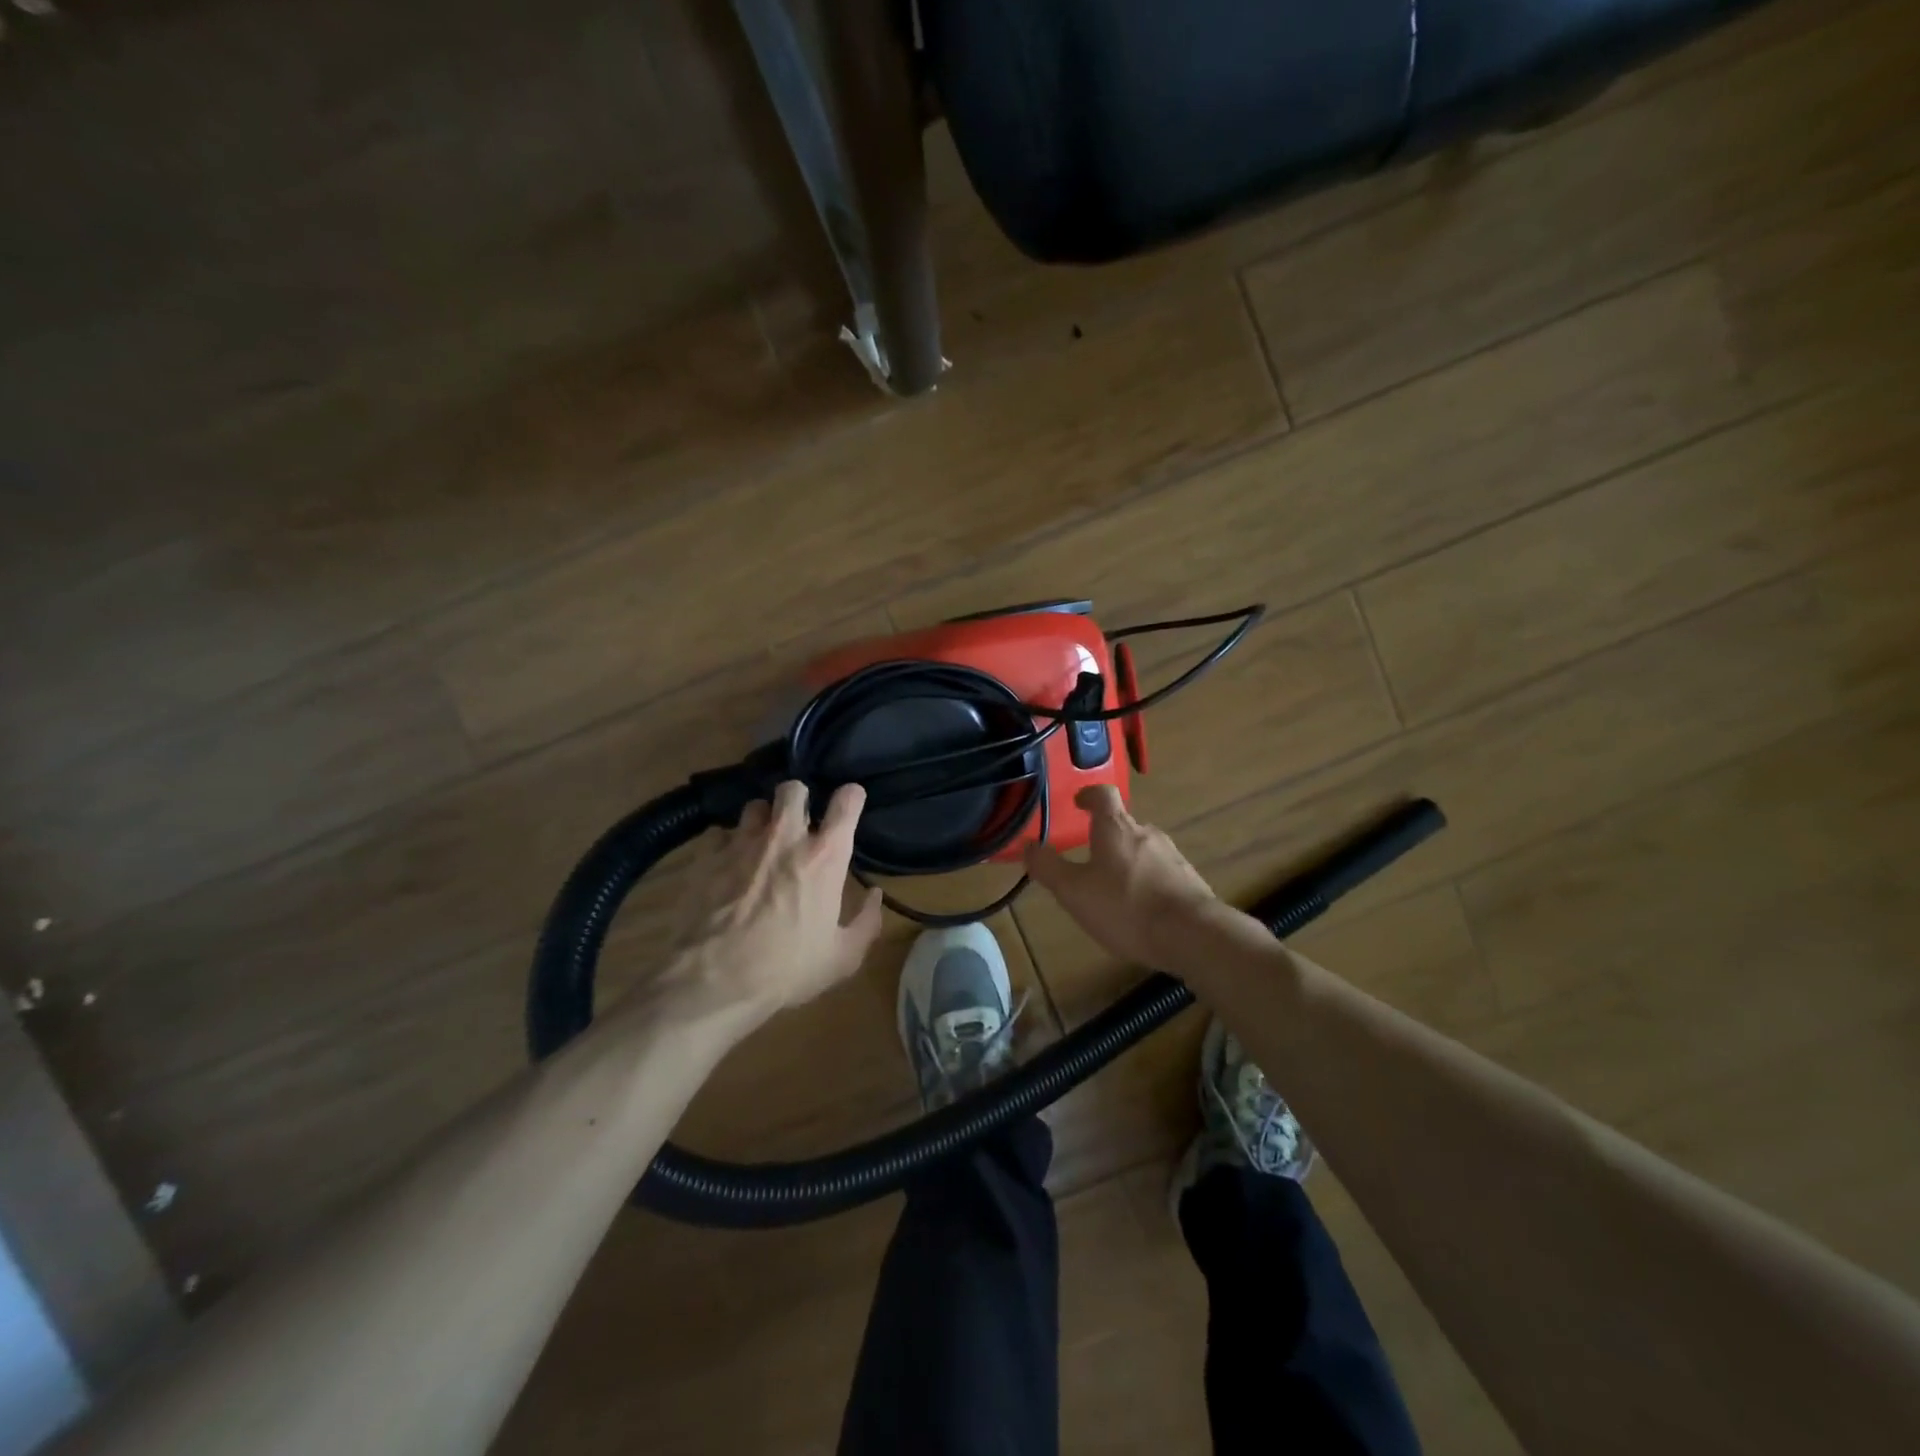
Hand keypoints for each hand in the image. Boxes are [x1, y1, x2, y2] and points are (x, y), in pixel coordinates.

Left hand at [668, 780, 884, 1027]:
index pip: (846, 801)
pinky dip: (727, 845)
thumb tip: (874, 895)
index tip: (850, 804)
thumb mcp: (842, 957)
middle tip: (799, 823)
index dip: (851, 797)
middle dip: (799, 799)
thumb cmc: (787, 969)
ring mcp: (742, 842)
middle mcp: (785, 836)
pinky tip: (727, 866)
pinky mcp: (707, 856)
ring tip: (761, 843)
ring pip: (755, 806)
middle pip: (793, 789)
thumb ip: (866, 922)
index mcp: (824, 856)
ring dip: (762, 820)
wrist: (714, 981)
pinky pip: (720, 834)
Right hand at [1023, 786, 1223, 968]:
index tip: (1078, 802)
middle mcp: (1146, 833)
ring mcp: (1172, 856)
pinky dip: (1145, 881)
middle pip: (1123, 824)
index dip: (1089, 795)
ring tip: (1111, 888)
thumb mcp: (1074, 891)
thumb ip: (1048, 867)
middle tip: (1087, 857)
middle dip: (1104, 836)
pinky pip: (1159, 872)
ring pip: (1142, 849)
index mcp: (1116, 828)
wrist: (1192, 935)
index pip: (1103, 794)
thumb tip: (1028, 845)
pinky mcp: (1189, 881)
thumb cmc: (1125, 907)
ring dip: (1125, 861)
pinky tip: (1138, 908)